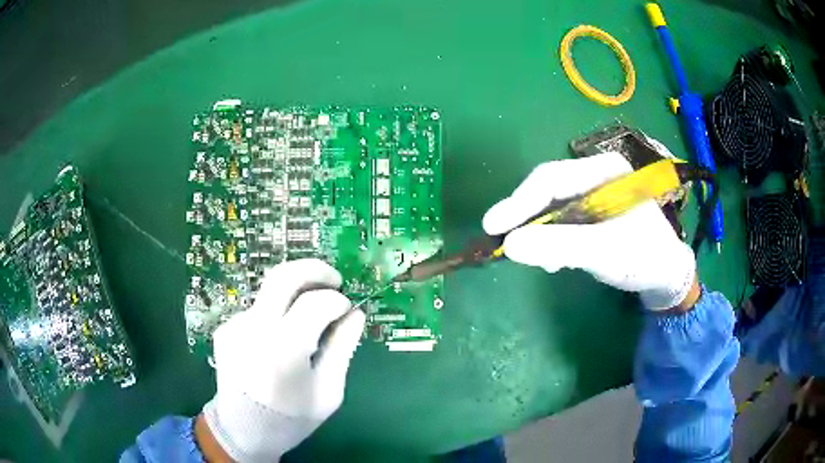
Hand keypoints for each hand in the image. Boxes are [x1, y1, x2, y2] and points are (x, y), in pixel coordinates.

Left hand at [200, 259, 365, 461]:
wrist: (242, 430)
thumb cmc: (291, 419)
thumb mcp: (328, 392)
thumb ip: (342, 349)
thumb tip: (356, 314)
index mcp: (283, 350)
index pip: (315, 303)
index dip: (337, 301)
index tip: (347, 309)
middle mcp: (253, 329)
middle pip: (283, 276)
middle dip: (314, 270)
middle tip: (334, 279)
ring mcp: (234, 325)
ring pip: (270, 293)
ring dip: (295, 296)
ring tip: (309, 320)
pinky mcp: (225, 328)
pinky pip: (258, 310)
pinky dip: (277, 314)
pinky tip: (282, 340)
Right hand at [483, 151, 696, 310]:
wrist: (665, 276)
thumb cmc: (643, 257)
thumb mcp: (604, 251)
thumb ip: (560, 246)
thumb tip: (509, 246)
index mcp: (604, 171)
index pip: (552, 178)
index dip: (520, 201)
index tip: (493, 226)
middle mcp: (594, 177)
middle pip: (548, 191)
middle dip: (528, 219)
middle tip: (505, 245)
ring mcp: (591, 197)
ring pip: (551, 209)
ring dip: (539, 235)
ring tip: (543, 261)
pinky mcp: (589, 216)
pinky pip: (559, 224)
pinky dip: (551, 242)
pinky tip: (556, 261)